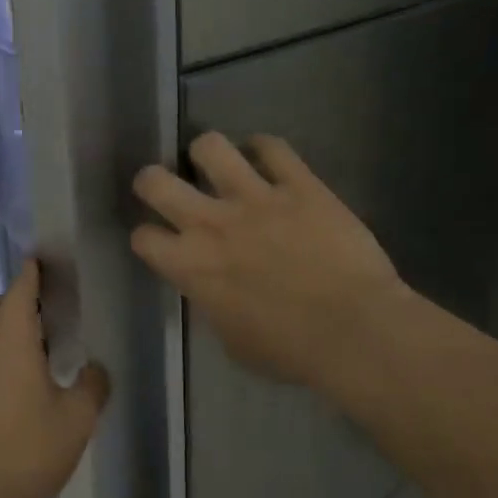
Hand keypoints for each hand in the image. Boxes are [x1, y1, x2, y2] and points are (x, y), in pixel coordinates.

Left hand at [0, 260, 108, 497]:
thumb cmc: (25, 451)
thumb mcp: (76, 421)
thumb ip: (92, 387)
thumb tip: (95, 369)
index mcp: (12, 341)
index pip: (20, 291)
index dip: (31, 273)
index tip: (41, 259)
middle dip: (17, 297)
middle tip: (46, 303)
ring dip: (4, 325)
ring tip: (33, 339)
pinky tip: (15, 376)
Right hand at [131, 132, 412, 391]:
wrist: (353, 331)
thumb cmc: (290, 351)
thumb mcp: (233, 341)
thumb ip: (212, 304)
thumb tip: (213, 289)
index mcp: (191, 267)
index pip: (143, 236)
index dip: (149, 237)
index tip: (162, 241)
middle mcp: (211, 223)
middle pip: (154, 180)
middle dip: (153, 180)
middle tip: (169, 187)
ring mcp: (255, 197)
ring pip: (210, 146)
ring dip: (208, 154)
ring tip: (219, 165)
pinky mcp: (299, 184)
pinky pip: (272, 147)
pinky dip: (264, 149)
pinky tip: (268, 158)